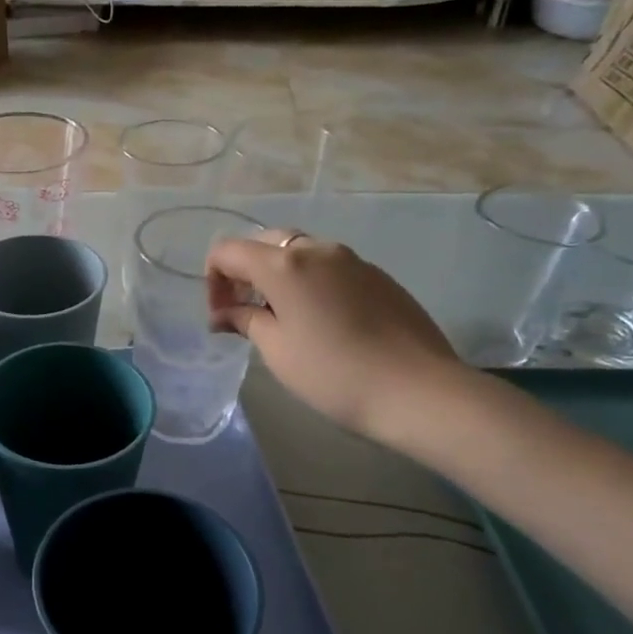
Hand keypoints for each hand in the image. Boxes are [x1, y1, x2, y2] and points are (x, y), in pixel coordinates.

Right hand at [206, 228, 466, 440]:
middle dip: (244, 271)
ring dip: (278, 276)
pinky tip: (320, 321)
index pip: (228, 251)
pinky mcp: (378, 276)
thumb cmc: (333, 373)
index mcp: (284, 265)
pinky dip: (310, 282)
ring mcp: (353, 260)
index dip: (213, 279)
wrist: (419, 390)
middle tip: (244, 311)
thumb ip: (245, 321)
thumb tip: (225, 313)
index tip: (221, 317)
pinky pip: (330, 267)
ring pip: (300, 252)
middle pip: (265, 243)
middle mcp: (317, 250)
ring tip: (281, 317)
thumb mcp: (277, 350)